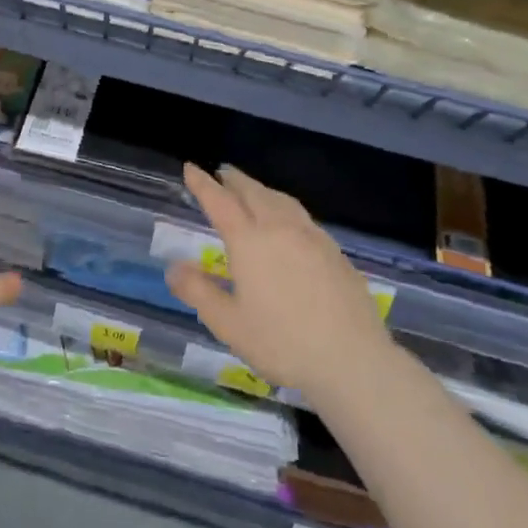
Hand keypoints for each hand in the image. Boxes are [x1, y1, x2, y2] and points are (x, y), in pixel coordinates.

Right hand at [166, 164, 389, 403]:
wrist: (353, 360)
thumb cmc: (282, 343)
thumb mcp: (228, 324)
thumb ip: (198, 292)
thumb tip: (174, 268)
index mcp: (249, 241)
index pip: (219, 201)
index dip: (203, 183)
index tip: (191, 167)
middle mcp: (280, 228)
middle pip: (253, 192)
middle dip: (234, 180)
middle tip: (221, 173)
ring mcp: (312, 237)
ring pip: (281, 200)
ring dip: (261, 190)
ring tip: (253, 191)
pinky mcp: (335, 252)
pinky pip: (302, 216)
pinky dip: (285, 207)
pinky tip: (289, 223)